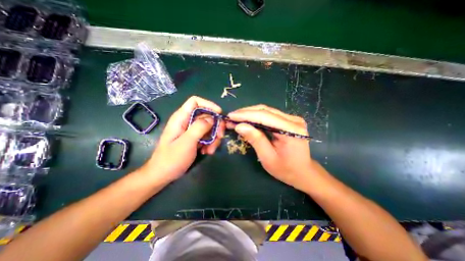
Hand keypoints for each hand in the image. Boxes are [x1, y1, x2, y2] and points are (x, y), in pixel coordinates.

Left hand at [138, 95, 224, 184]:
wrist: (163, 175)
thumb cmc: (171, 159)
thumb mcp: (187, 142)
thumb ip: (199, 127)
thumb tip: (212, 118)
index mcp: (181, 118)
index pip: (195, 101)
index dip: (208, 104)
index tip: (219, 114)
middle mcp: (187, 122)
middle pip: (206, 116)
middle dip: (215, 126)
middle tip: (220, 137)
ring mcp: (191, 131)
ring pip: (209, 127)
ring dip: (214, 138)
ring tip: (210, 150)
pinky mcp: (194, 139)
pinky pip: (207, 136)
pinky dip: (210, 143)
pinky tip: (207, 152)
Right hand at [228, 105, 313, 192]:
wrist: (303, 172)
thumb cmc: (286, 169)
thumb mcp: (268, 158)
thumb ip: (255, 140)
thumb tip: (239, 126)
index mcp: (291, 130)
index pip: (265, 116)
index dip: (246, 115)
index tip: (231, 116)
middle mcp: (294, 120)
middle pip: (266, 110)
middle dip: (246, 112)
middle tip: (231, 116)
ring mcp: (292, 119)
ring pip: (267, 111)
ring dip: (250, 114)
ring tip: (236, 118)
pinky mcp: (288, 120)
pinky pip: (269, 115)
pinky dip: (256, 117)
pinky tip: (247, 120)